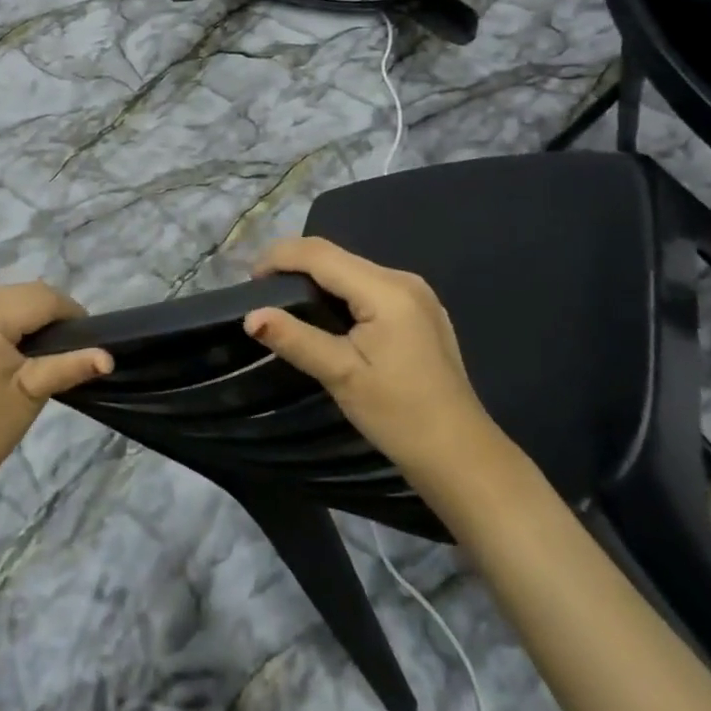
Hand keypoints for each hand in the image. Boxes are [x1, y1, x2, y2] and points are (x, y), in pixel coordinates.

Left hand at [0, 282, 111, 497]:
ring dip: (15, 312)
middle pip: (17, 292)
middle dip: (43, 311)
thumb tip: (108, 357)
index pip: (41, 297)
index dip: (70, 312)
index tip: (85, 335)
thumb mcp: (33, 392)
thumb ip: (71, 365)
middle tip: (61, 342)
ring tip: (31, 345)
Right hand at [243, 237, 495, 477]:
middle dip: (295, 265)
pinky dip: (340, 291)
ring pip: (352, 269)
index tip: (249, 279)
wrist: (461, 456)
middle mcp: (403, 279)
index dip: (280, 257)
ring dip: (316, 277)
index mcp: (386, 290)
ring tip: (284, 300)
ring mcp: (416, 293)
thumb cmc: (400, 416)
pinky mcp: (419, 310)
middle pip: (337, 257)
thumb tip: (250, 316)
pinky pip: (369, 285)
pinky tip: (325, 315)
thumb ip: (295, 339)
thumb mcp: (342, 376)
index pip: (321, 254)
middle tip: (261, 291)